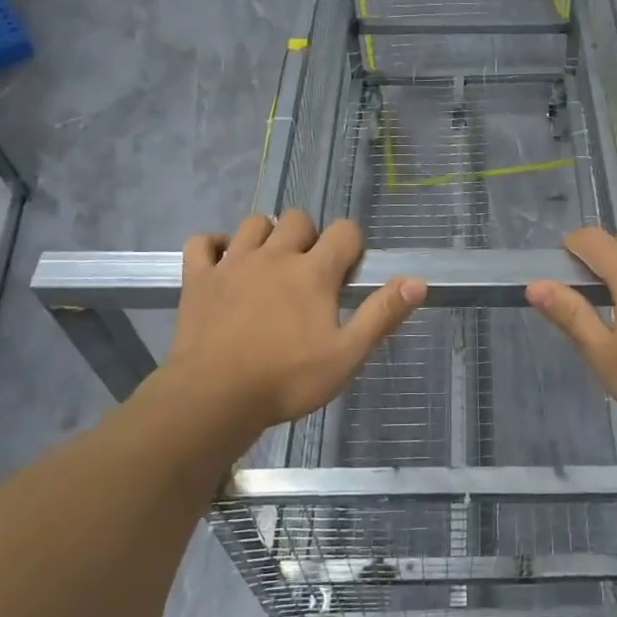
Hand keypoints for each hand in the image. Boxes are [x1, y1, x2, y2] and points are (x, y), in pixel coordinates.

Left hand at [161, 211, 425, 433]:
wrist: (214, 398)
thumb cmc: (287, 380)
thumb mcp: (347, 355)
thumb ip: (382, 315)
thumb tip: (418, 282)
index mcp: (313, 272)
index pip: (344, 231)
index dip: (352, 244)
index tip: (348, 271)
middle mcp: (275, 255)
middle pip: (298, 219)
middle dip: (309, 236)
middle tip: (309, 272)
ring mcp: (233, 263)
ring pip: (253, 222)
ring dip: (267, 235)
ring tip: (270, 264)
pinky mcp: (198, 278)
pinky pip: (202, 242)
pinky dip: (213, 245)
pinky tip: (223, 262)